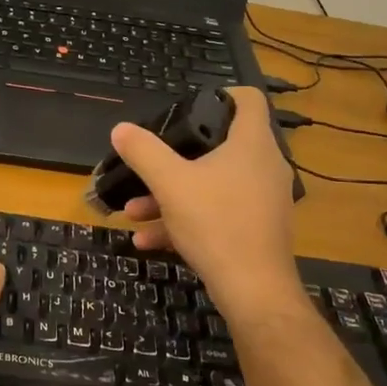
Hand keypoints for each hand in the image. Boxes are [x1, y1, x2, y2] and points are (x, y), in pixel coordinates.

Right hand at [110, 87, 304, 321]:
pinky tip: (148, 239)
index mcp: (251, 144)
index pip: (249, 99)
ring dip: (172, 194)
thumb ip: (143, 152)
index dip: (222, 95)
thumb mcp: (170, 183)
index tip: (190, 106)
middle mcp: (264, 166)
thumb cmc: (216, 223)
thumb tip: (121, 129)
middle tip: (152, 161)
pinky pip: (218, 212)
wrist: (254, 291)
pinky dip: (186, 219)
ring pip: (213, 184)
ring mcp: (264, 199)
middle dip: (178, 156)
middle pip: (222, 144)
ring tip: (134, 210)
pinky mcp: (258, 228)